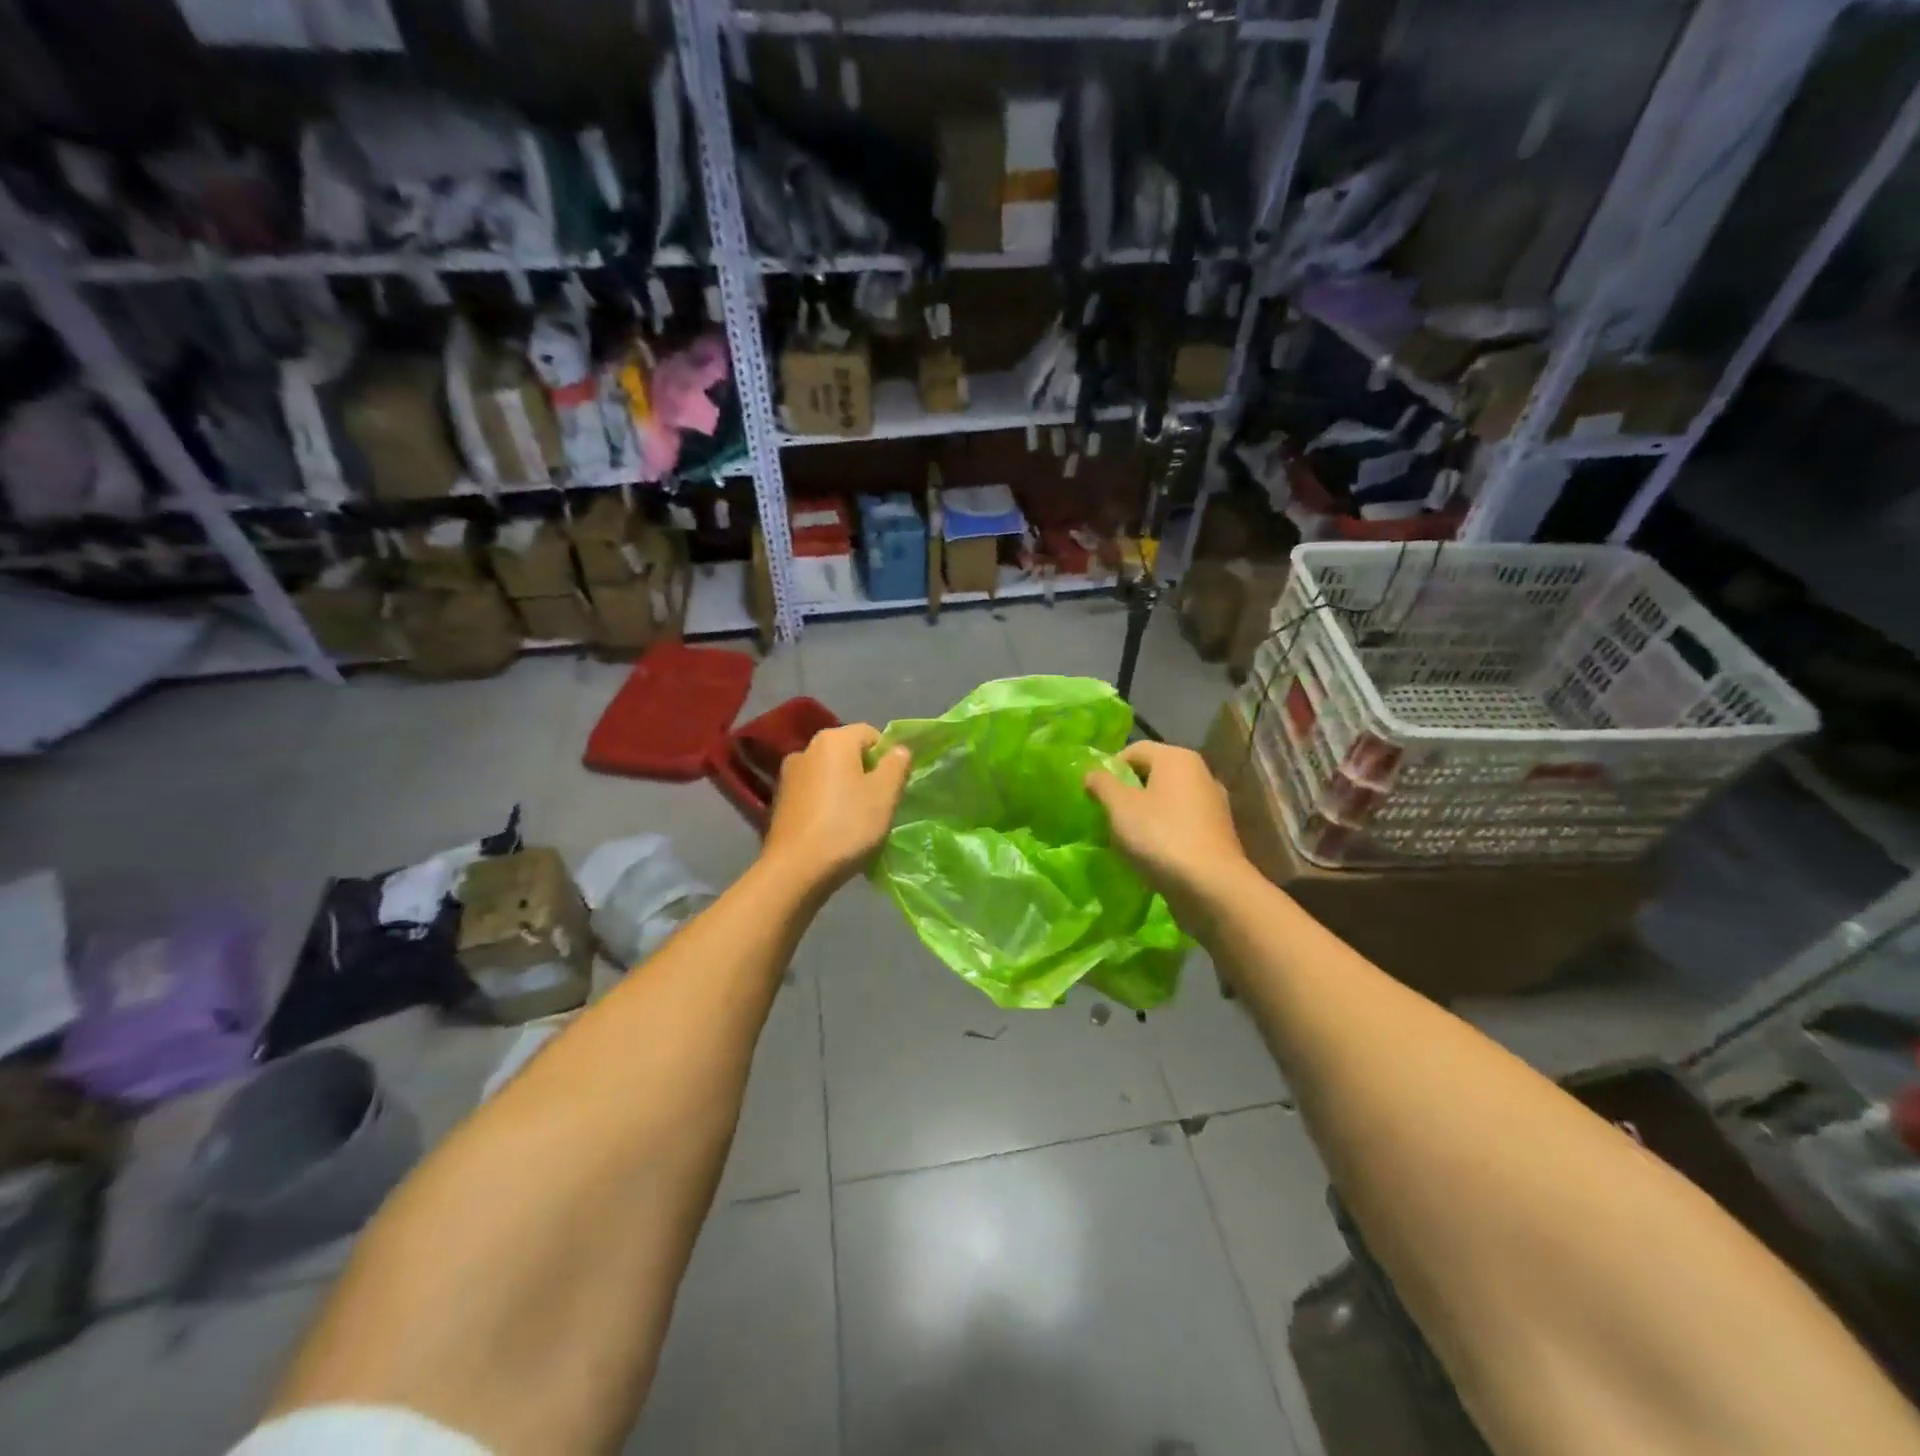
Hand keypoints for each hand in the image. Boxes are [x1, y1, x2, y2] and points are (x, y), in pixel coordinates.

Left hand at [764, 724, 911, 891]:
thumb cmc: (847, 825)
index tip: (893, 786)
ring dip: (845, 790)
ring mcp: (789, 776)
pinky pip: (814, 794)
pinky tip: (833, 830)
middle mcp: (806, 749)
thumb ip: (897, 764)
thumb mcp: (885, 794)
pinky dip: (826, 805)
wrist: (796, 869)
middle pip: (848, 754)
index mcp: (833, 740)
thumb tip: (898, 749)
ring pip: (830, 775)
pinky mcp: (780, 801)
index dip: (888, 757)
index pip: (871, 734)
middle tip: (879, 805)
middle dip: (866, 774)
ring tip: (856, 821)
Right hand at [1085, 741, 1250, 921]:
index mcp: (1177, 758)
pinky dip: (1164, 832)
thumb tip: (1092, 773)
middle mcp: (1200, 773)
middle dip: (1126, 793)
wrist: (1212, 887)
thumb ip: (1102, 784)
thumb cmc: (1160, 837)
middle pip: (1152, 774)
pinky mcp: (1217, 832)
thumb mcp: (1119, 807)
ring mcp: (1213, 804)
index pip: (1134, 750)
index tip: (1095, 797)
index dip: (1109, 770)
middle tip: (1108, 818)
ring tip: (1127, 839)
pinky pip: (1181, 822)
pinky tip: (1152, 854)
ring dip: (1144, 815)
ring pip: (1166, 800)